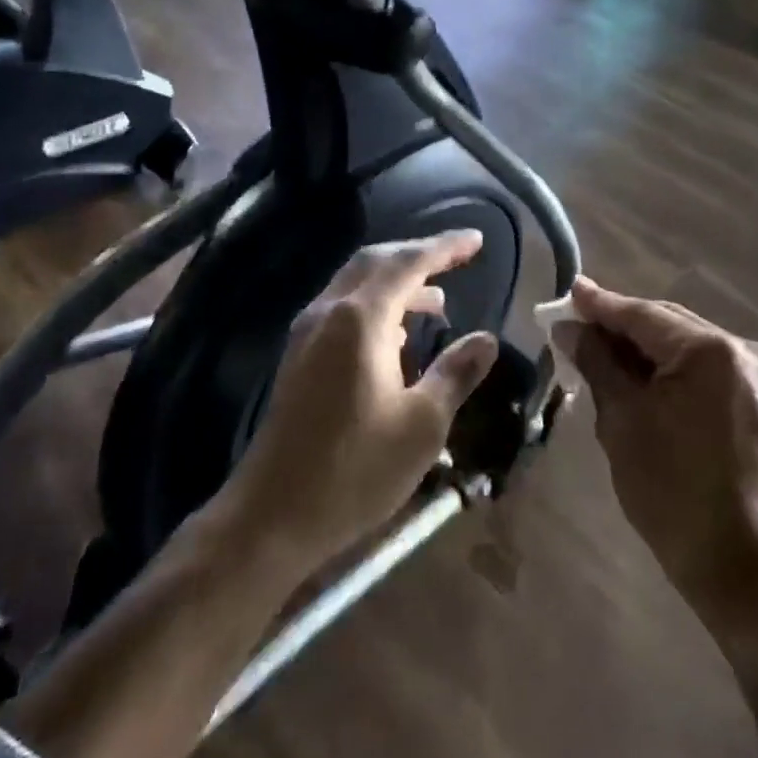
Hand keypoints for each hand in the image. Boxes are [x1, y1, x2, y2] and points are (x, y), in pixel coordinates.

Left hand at [222, 232, 500, 570]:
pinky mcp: (298, 358)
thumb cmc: (354, 470)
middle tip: (457, 259)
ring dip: (397, 282)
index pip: (408, 263)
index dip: (445, 247)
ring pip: (356, 284)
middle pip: (376, 261)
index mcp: (360, 320)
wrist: (270, 517)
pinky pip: (342, 309)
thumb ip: (455, 373)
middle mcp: (328, 313)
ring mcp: (307, 334)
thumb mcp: (421, 424)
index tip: (477, 241)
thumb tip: (486, 339)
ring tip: (437, 301)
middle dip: (418, 255)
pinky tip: (396, 338)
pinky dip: (376, 305)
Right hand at [562, 276, 757, 612]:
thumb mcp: (622, 420)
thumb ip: (597, 362)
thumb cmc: (670, 490)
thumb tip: (568, 328)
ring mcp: (755, 372)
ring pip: (684, 344)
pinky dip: (667, 366)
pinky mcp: (757, 396)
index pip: (643, 316)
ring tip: (598, 346)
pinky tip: (635, 372)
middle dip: (620, 326)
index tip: (570, 290)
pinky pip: (702, 365)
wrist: (735, 559)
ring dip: (642, 347)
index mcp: (710, 351)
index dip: (602, 304)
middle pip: (666, 324)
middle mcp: (740, 349)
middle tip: (576, 321)